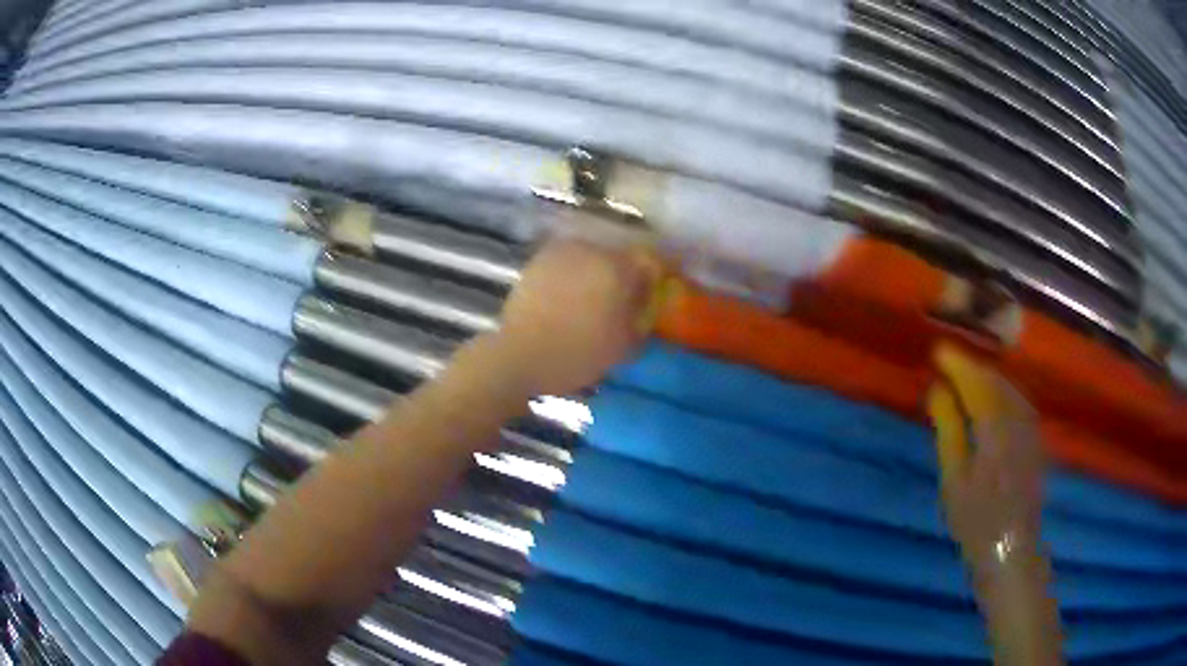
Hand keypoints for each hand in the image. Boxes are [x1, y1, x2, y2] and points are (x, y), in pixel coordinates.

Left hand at [493, 238, 659, 396]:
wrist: (520, 355)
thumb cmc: (578, 354)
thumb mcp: (624, 343)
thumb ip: (642, 314)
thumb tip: (647, 298)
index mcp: (617, 268)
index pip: (651, 259)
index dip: (658, 272)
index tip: (659, 286)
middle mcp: (591, 250)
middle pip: (619, 256)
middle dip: (626, 273)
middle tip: (625, 298)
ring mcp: (561, 252)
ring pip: (592, 257)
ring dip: (598, 272)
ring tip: (595, 298)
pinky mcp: (538, 260)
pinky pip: (568, 262)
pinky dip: (575, 274)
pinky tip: (571, 296)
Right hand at [927, 345, 1044, 563]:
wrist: (1011, 549)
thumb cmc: (976, 520)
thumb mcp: (954, 479)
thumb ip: (949, 429)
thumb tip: (937, 389)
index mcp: (996, 427)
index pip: (977, 382)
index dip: (957, 364)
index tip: (937, 351)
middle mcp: (1018, 419)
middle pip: (995, 381)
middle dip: (971, 367)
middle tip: (947, 364)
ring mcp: (1030, 428)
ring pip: (1008, 389)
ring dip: (986, 378)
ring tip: (965, 378)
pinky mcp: (1035, 438)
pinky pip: (1017, 401)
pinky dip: (1000, 392)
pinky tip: (990, 399)